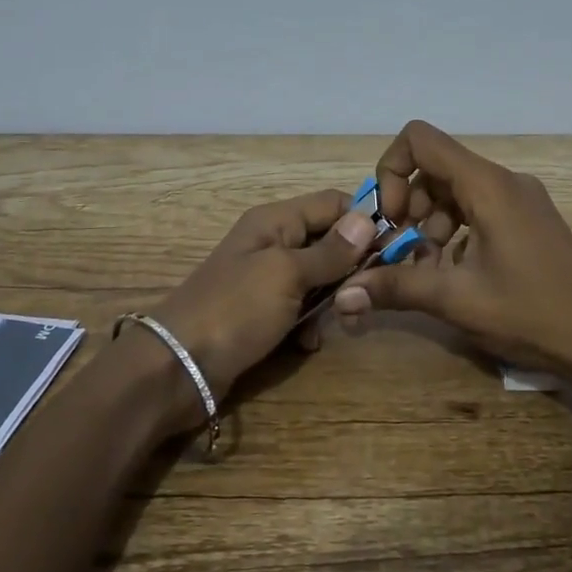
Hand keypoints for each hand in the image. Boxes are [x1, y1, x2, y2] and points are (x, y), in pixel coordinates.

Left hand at [145, 189, 378, 420]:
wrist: (177, 368)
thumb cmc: (234, 309)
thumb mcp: (286, 274)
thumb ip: (330, 251)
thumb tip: (368, 219)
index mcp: (276, 221)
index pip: (333, 203)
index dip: (364, 221)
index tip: (394, 248)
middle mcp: (273, 243)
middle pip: (330, 242)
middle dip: (351, 268)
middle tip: (364, 296)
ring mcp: (267, 281)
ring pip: (320, 280)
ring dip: (332, 301)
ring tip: (339, 323)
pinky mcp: (263, 314)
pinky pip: (301, 310)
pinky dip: (309, 325)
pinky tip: (306, 344)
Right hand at [334, 121, 571, 373]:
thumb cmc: (530, 312)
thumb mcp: (456, 299)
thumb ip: (396, 287)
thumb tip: (343, 295)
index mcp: (486, 184)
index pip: (420, 139)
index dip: (391, 170)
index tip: (390, 218)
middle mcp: (503, 180)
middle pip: (435, 167)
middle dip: (407, 205)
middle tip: (401, 251)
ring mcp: (519, 199)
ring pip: (454, 190)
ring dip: (428, 222)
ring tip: (426, 267)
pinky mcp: (527, 220)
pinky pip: (477, 208)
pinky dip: (453, 230)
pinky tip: (452, 272)